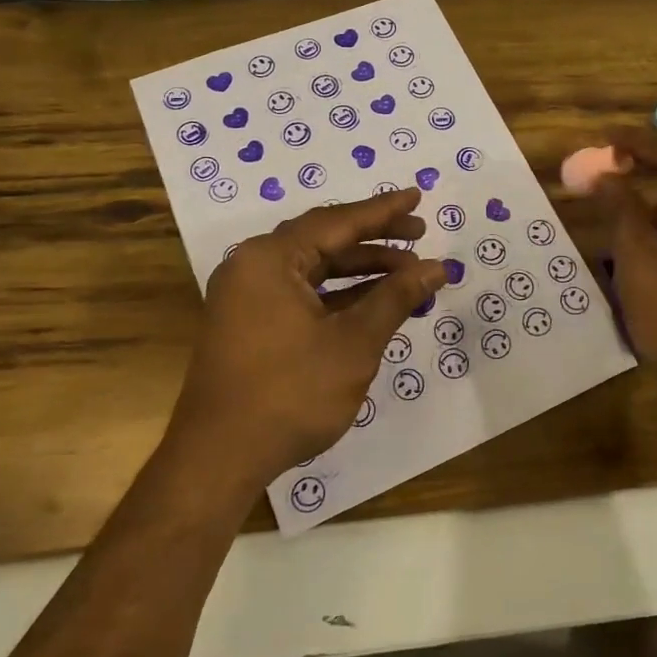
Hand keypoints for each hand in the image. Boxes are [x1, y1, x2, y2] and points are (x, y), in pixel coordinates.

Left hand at [166, 190, 446, 504]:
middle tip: (420, 236)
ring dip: (362, 272)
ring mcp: (248, 298)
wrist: (220, 459)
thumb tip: (436, 268)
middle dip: (376, 241)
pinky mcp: (250, 325)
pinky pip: (302, 295)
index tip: (417, 197)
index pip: (337, 222)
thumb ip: (395, 298)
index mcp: (270, 258)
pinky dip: (339, 297)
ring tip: (409, 276)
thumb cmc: (290, 393)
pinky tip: (375, 304)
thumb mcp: (353, 343)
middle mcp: (253, 267)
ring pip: (315, 270)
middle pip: (324, 241)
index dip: (383, 211)